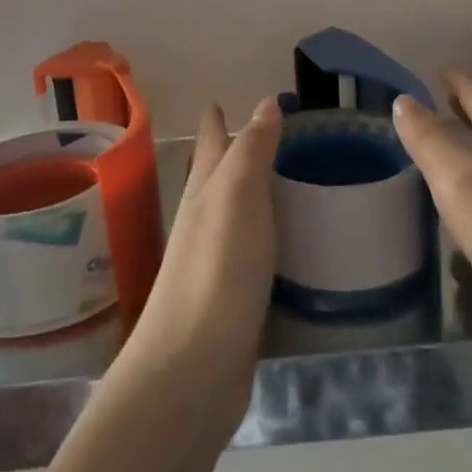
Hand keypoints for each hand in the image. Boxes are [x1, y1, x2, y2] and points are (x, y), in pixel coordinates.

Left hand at [109, 97, 279, 434]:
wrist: (191, 369)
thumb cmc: (217, 270)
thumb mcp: (237, 197)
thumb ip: (252, 151)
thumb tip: (265, 103)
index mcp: (204, 193)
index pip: (210, 145)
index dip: (216, 122)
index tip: (221, 102)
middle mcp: (204, 222)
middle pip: (214, 177)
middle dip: (230, 154)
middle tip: (262, 135)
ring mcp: (214, 264)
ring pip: (232, 214)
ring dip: (248, 195)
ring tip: (277, 182)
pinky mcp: (230, 300)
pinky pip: (250, 253)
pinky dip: (263, 238)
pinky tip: (280, 245)